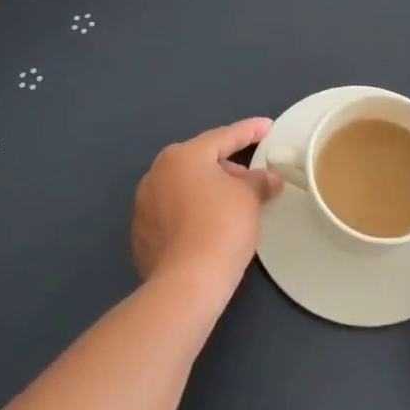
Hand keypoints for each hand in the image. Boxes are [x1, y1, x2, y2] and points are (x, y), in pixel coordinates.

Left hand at [133, 118, 282, 300]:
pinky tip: (208, 228)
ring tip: (231, 206)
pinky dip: (191, 213)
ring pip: (183, 187)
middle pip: (200, 161)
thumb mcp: (249, 198)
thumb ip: (259, 181)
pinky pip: (173, 212)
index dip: (249, 131)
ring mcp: (144, 204)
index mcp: (183, 156)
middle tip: (251, 179)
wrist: (187, 283)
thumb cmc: (222, 227)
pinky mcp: (141, 233)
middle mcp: (157, 173)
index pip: (223, 137)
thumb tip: (268, 178)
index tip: (267, 127)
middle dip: (227, 167)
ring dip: (207, 191)